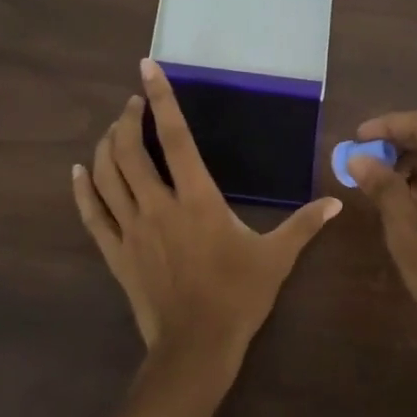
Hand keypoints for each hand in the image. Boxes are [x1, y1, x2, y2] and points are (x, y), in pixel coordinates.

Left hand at [73, 60, 340, 390]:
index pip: (175, 138)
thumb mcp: (276, 258)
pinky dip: (84, 189)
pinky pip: (93, 213)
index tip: (146, 69)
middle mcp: (158, 205)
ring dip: (106, 146)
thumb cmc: (238, 297)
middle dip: (127, 119)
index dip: (161, 100)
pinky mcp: (116, 252)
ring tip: (114, 130)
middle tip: (132, 104)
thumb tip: (336, 202)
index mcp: (197, 199)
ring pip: (107, 176)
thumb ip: (303, 224)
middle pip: (129, 151)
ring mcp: (131, 229)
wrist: (196, 346)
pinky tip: (79, 172)